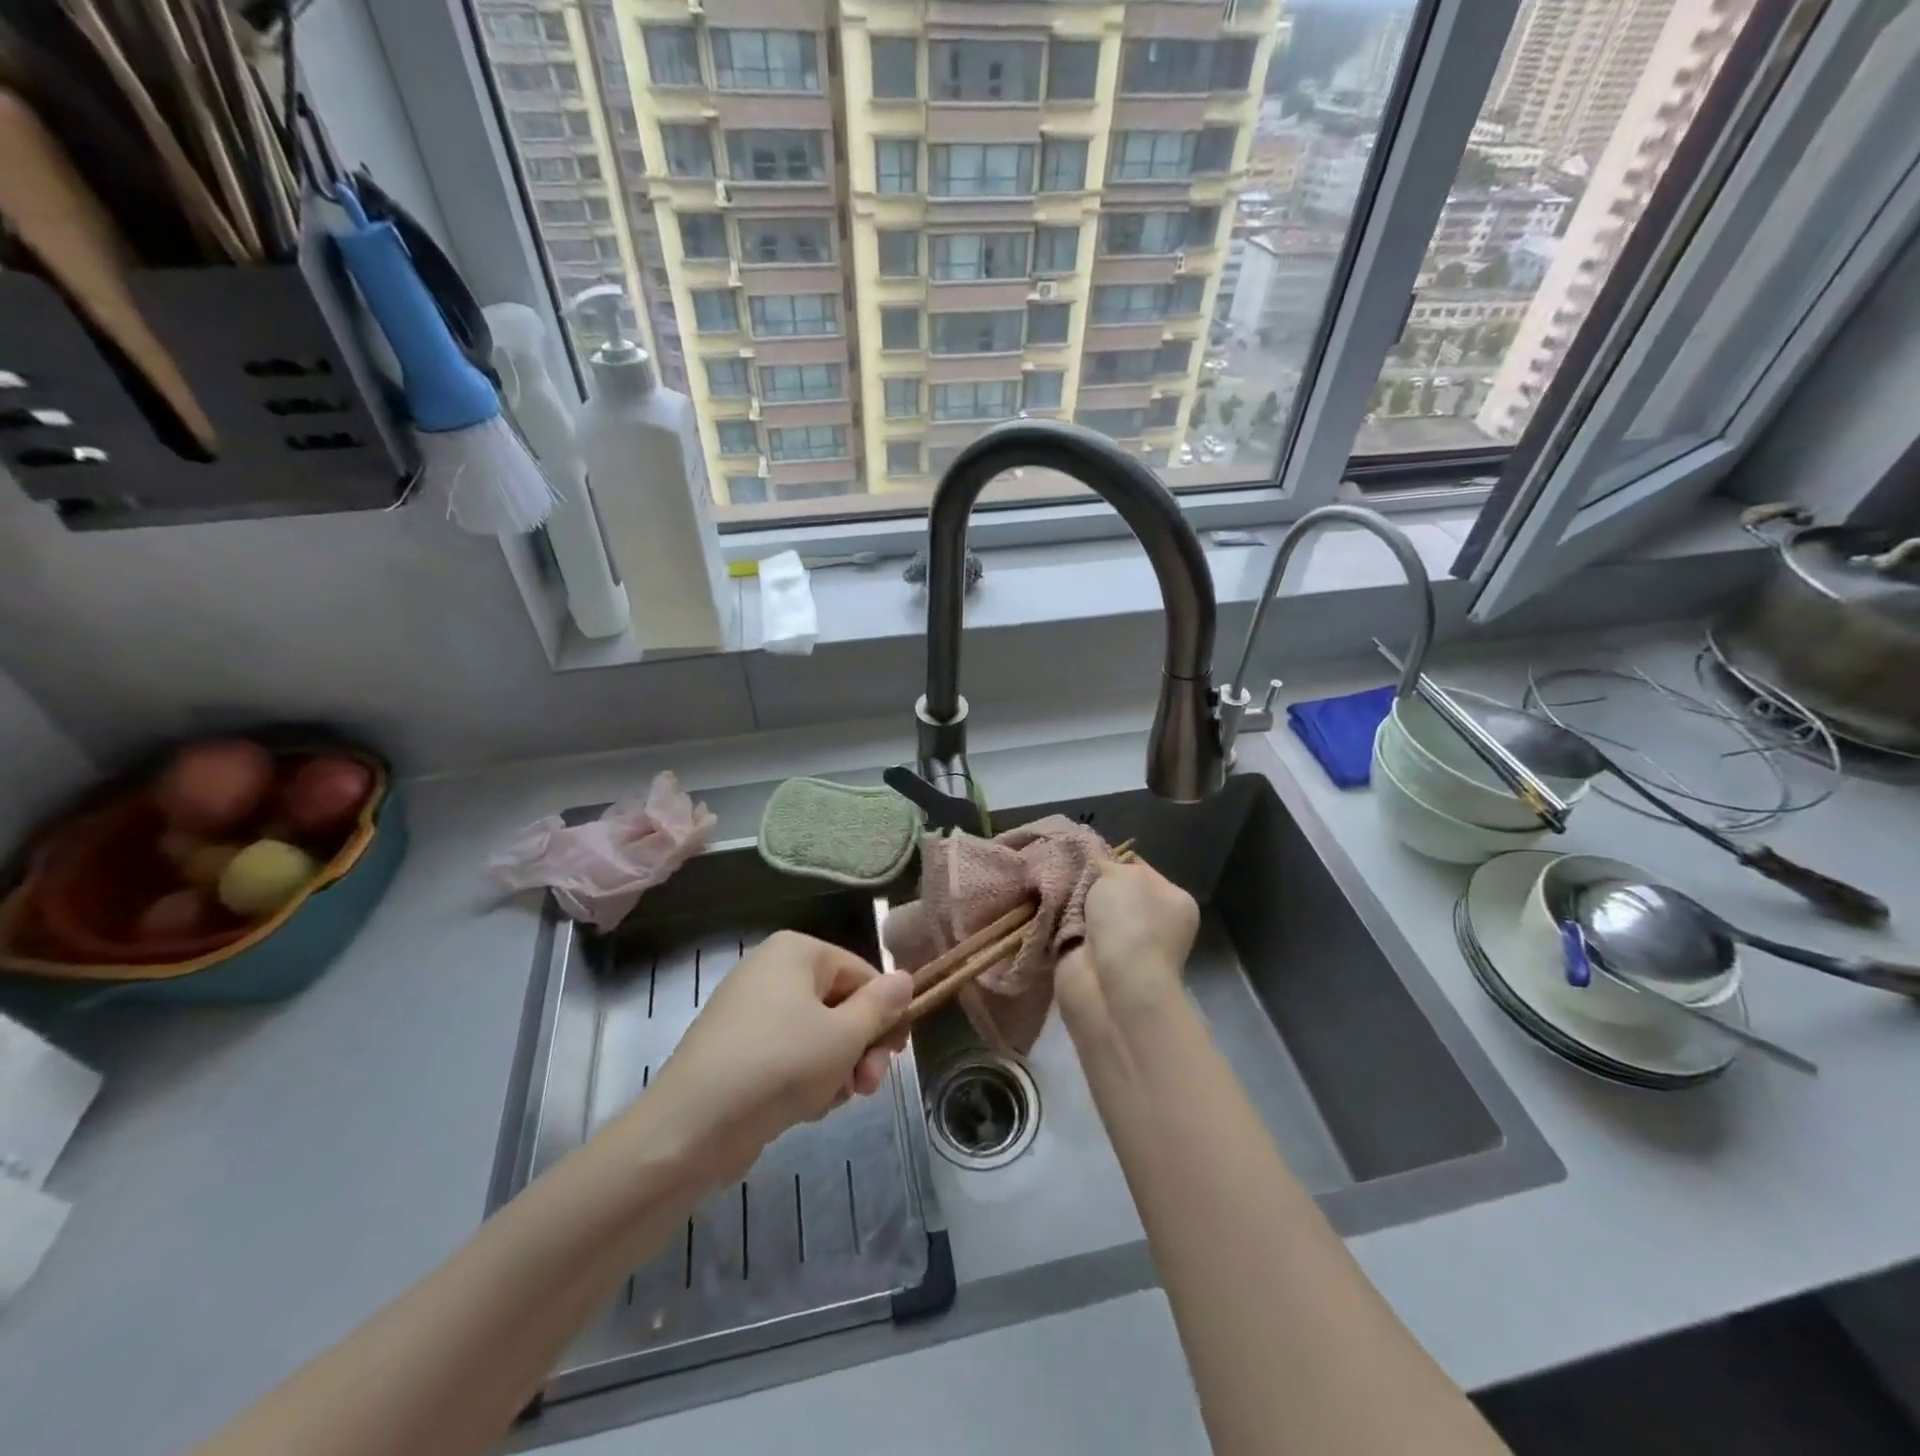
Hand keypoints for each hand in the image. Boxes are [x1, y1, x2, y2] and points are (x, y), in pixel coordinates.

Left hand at [638, 931, 911, 1181]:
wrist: (690, 1128)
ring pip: (816, 1034)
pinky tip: (805, 1108)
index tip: (895, 1056)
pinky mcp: (736, 1048)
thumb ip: (881, 1006)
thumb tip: (906, 978)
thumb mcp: (844, 1036)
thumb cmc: (779, 1065)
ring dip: (836, 1068)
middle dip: (859, 1048)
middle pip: (839, 1004)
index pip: (862, 973)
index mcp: (796, 951)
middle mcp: (771, 969)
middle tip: (868, 1087)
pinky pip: (787, 1054)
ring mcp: (750, 1010)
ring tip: (831, 1101)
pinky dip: (803, 1078)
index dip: (885, 1015)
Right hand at [1058, 858, 1198, 1037]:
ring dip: (1068, 902)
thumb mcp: (1124, 875)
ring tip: (1047, 884)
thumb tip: (1096, 861)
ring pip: (1086, 911)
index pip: (1138, 868)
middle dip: (1085, 881)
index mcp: (1172, 901)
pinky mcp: (1092, 963)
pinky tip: (1042, 908)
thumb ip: (1108, 862)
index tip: (1083, 851)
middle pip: (1109, 890)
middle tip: (1060, 866)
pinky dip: (1056, 923)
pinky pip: (1069, 931)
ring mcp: (1122, 947)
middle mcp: (1152, 924)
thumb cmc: (1129, 922)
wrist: (1111, 985)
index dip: (1111, 858)